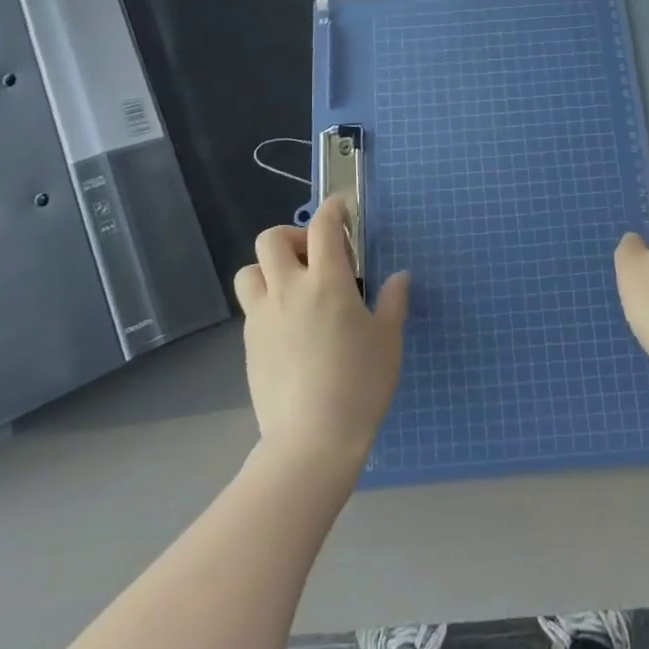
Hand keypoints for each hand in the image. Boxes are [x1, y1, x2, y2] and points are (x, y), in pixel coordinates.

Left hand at [235, 196, 409, 475]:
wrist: (312, 440)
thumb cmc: (360, 385)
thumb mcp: (388, 340)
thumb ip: (392, 302)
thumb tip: (399, 276)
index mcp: (327, 283)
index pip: (323, 228)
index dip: (332, 209)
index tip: (340, 208)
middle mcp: (288, 291)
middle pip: (271, 239)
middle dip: (293, 235)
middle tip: (316, 255)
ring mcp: (263, 318)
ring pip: (250, 271)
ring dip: (269, 268)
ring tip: (294, 287)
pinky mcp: (250, 344)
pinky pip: (252, 307)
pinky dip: (268, 301)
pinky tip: (290, 326)